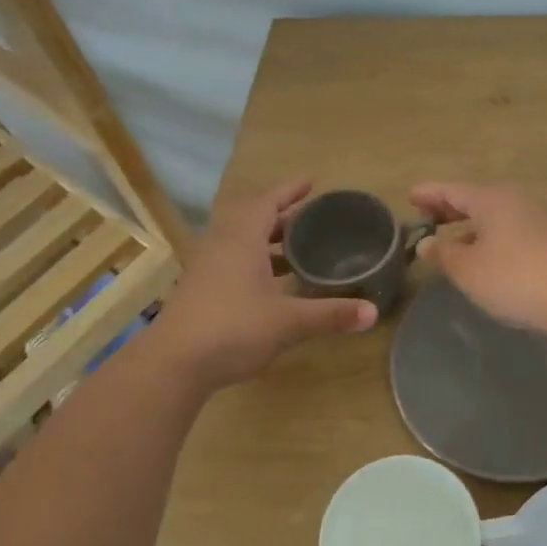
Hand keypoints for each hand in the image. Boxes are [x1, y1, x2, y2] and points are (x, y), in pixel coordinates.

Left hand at [153, 179, 375, 387]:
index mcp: (241, 239)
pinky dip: (255, 261)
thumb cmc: (233, 329)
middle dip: (282, 215)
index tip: (311, 181)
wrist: (173, 364)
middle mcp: (222, 245)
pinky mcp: (200, 291)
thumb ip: (330, 314)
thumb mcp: (288, 321)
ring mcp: (207, 268)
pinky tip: (272, 283)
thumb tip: (373, 313)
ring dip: (267, 240)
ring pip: (240, 241)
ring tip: (297, 248)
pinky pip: (232, 261)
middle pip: (252, 218)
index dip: (289, 190)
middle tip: (311, 217)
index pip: (267, 202)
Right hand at [408, 182, 546, 334]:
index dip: (429, 194)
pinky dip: (488, 238)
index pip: (452, 190)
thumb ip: (444, 254)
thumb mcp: (468, 269)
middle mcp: (513, 202)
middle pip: (474, 200)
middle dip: (449, 208)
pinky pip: (507, 232)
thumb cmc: (514, 277)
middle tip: (426, 215)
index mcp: (490, 200)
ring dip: (469, 226)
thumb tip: (427, 243)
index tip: (410, 196)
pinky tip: (483, 259)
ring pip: (492, 217)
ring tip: (450, 241)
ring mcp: (534, 221)